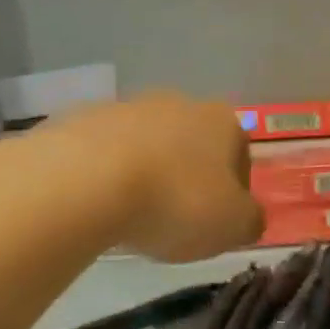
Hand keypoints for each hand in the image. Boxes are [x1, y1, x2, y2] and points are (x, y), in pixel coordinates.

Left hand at [51, 93, 263, 261]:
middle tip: (176, 220)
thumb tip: (247, 217)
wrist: (84, 182)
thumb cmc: (176, 201)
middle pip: (192, 146)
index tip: (218, 222)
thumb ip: (250, 220)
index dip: (234, 192)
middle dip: (188, 178)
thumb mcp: (234, 226)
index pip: (240, 156)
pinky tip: (97, 206)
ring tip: (132, 217)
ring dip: (146, 175)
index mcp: (223, 121)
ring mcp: (126, 107)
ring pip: (146, 147)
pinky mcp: (79, 119)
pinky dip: (105, 176)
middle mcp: (178, 103)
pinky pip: (103, 153)